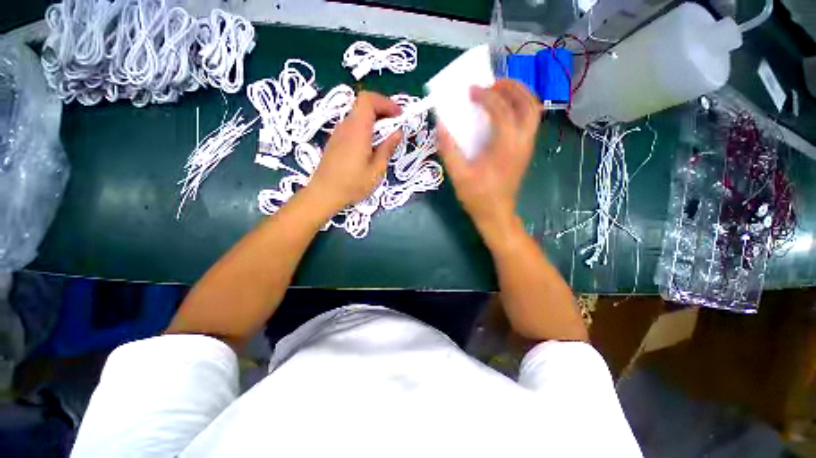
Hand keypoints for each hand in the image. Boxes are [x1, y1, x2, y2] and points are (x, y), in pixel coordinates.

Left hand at [309, 91, 402, 211]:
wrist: (324, 194)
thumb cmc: (353, 184)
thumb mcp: (376, 170)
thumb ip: (387, 149)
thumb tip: (397, 133)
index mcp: (357, 130)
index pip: (368, 100)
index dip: (385, 102)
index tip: (398, 115)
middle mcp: (346, 127)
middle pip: (363, 106)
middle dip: (382, 111)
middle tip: (395, 126)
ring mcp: (338, 133)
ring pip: (357, 116)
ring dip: (374, 122)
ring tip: (385, 139)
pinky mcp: (335, 141)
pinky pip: (352, 127)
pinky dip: (365, 129)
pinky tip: (370, 147)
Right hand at [438, 79, 540, 240]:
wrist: (496, 214)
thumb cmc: (477, 197)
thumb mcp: (458, 175)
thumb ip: (449, 150)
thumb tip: (440, 126)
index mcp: (505, 146)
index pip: (501, 109)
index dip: (486, 95)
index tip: (470, 91)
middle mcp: (522, 142)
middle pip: (527, 102)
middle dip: (511, 87)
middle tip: (491, 83)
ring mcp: (527, 146)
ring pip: (532, 110)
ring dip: (518, 95)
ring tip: (498, 93)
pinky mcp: (525, 151)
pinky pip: (528, 121)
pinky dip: (518, 108)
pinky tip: (502, 113)